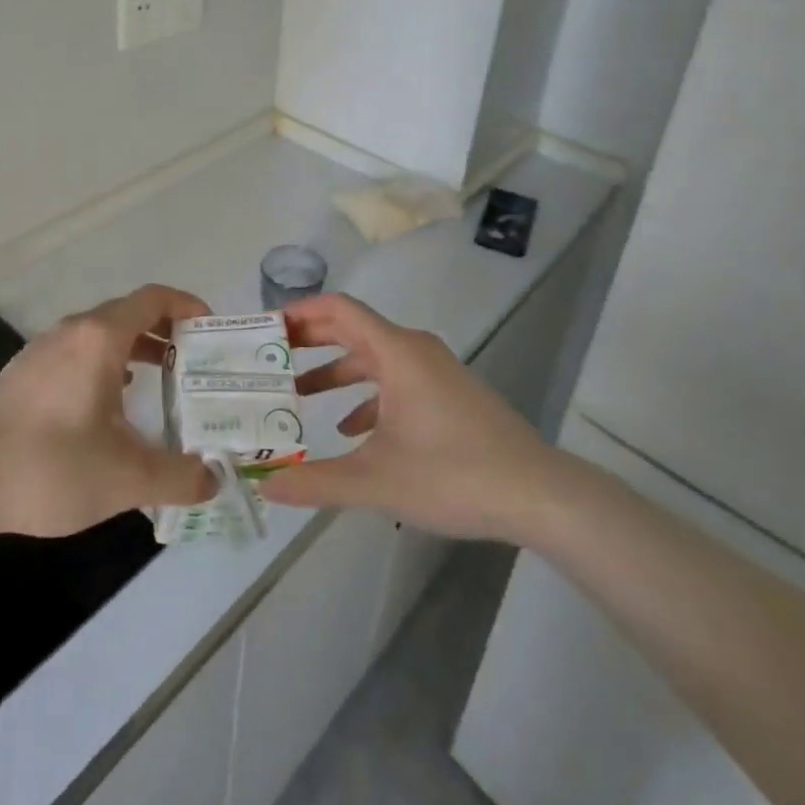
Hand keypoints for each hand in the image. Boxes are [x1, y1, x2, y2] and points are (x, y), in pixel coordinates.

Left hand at [0, 285, 217, 537]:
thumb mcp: (125, 477)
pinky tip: (108, 404)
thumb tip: (214, 479)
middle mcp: (72, 331)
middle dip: (166, 331)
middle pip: (129, 313)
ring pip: (100, 334)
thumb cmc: (48, 467)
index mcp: (100, 338)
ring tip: (159, 380)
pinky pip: (77, 352)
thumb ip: (178, 476)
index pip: (154, 298)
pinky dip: (105, 363)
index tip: (211, 330)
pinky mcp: (23, 373)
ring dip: (134, 348)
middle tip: (194, 362)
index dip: (188, 306)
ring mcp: (42, 349)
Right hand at [257, 292, 557, 542]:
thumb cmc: (454, 474)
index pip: (339, 309)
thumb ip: (316, 482)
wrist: (540, 495)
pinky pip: (396, 380)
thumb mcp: (377, 481)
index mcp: (396, 352)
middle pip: (352, 328)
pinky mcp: (448, 393)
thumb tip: (264, 484)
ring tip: (299, 394)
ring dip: (336, 372)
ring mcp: (435, 371)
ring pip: (374, 358)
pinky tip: (350, 430)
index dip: (299, 312)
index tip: (266, 328)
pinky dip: (367, 395)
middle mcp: (414, 349)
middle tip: (271, 356)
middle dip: (310, 340)